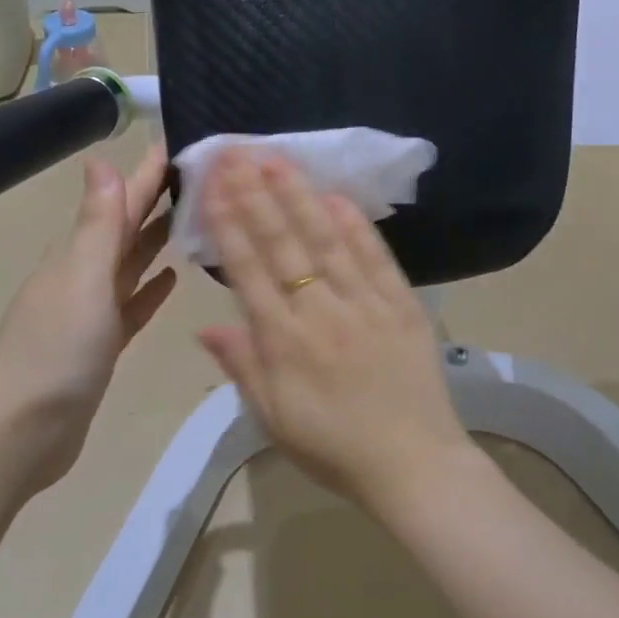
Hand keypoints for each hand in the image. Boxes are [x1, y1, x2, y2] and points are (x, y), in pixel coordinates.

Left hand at [0, 144, 177, 488]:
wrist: (22, 430)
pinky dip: (148, 290)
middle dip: (156, 202)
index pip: (119, 203)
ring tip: (192, 219)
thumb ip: (98, 223)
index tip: (178, 145)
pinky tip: (171, 279)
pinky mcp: (100, 346)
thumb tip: (101, 159)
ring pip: (129, 266)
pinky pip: (130, 306)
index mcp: (77, 254)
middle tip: (198, 177)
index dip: (146, 176)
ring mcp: (90, 313)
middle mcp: (82, 276)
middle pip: (125, 230)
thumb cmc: (56, 349)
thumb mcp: (83, 278)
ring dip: (155, 242)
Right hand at [196, 151, 472, 506]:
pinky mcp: (403, 306)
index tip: (212, 183)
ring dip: (299, 196)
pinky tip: (336, 195)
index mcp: (284, 341)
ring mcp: (366, 304)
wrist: (412, 465)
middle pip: (283, 243)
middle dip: (256, 194)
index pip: (249, 269)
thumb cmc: (333, 448)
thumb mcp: (273, 418)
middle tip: (236, 152)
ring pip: (326, 240)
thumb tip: (206, 325)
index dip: (228, 222)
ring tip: (276, 159)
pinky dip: (356, 224)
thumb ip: (242, 366)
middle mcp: (321, 312)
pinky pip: (377, 258)